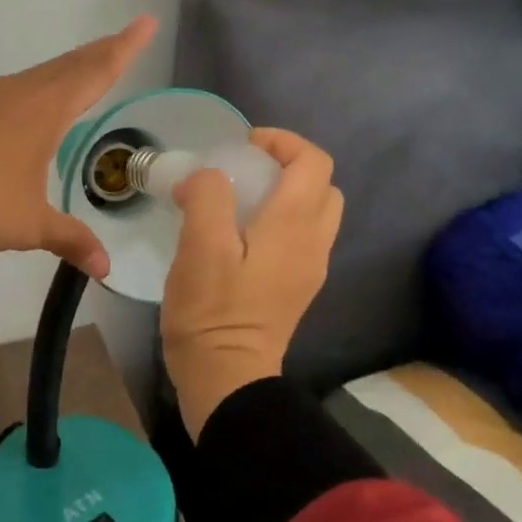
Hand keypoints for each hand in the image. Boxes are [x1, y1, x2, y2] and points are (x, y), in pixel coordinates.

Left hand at [0, 16, 157, 278]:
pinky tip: (29, 105)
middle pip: (69, 65)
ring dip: (66, 70)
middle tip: (125, 41)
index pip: (96, 72)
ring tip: (84, 71)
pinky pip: (12, 89)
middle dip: (101, 52)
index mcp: (45, 110)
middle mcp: (18, 93)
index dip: (125, 48)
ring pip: (38, 75)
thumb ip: (71, 240)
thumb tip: (105, 268)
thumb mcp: (30, 225)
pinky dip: (36, 88)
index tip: (146, 22)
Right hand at [161, 129, 343, 437]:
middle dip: (286, 166)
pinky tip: (237, 236)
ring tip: (237, 201)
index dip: (282, 142)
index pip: (313, 162)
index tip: (242, 147)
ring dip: (283, 194)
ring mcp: (308, 269)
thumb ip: (208, 197)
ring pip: (313, 212)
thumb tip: (208, 177)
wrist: (226, 378)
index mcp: (294, 226)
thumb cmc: (212, 310)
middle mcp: (313, 243)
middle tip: (242, 171)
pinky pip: (299, 238)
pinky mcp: (295, 288)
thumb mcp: (200, 246)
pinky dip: (278, 221)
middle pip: (321, 185)